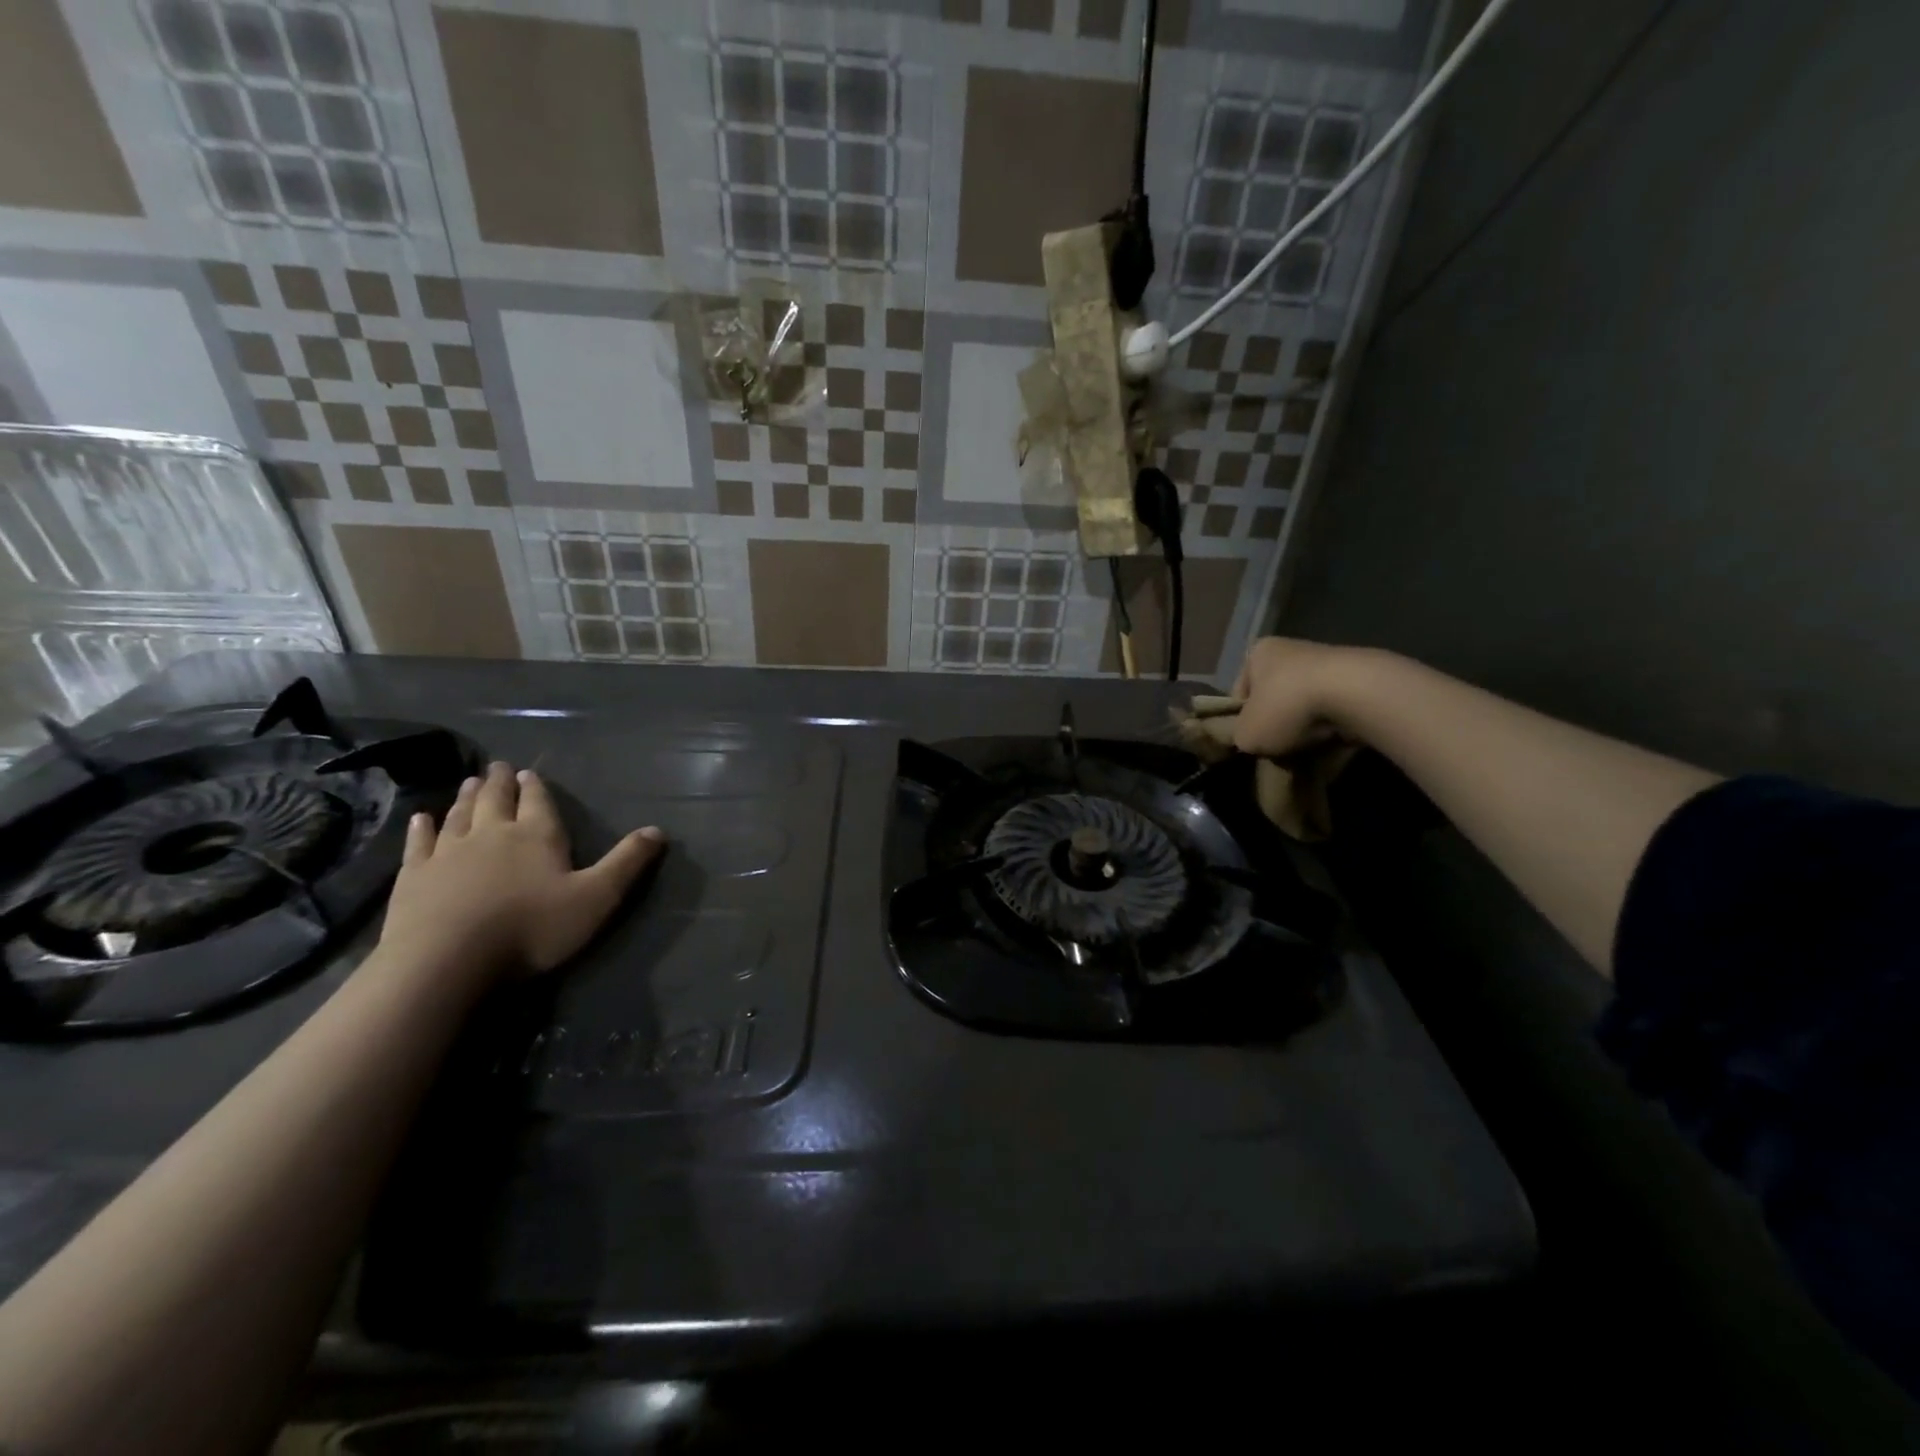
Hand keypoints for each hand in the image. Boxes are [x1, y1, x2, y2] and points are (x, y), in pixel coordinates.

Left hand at [378, 761, 665, 981]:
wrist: (446, 961)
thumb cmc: (531, 928)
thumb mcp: (597, 898)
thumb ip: (627, 863)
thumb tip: (658, 830)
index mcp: (537, 835)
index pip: (538, 802)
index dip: (536, 787)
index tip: (530, 772)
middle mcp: (492, 834)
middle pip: (495, 800)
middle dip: (499, 783)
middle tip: (497, 767)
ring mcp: (448, 853)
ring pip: (459, 815)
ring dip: (466, 797)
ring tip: (469, 783)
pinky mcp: (414, 876)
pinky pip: (419, 843)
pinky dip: (421, 828)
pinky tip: (420, 819)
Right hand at [1230, 637, 1374, 758]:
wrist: (1355, 694)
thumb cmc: (1286, 706)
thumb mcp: (1246, 734)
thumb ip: (1240, 736)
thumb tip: (1251, 740)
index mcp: (1259, 653)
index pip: (1240, 693)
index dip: (1242, 722)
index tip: (1251, 743)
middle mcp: (1292, 650)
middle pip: (1275, 699)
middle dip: (1278, 726)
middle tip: (1278, 751)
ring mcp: (1328, 662)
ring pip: (1306, 706)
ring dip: (1306, 729)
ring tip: (1307, 752)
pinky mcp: (1359, 679)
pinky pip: (1336, 711)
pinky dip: (1333, 729)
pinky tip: (1333, 745)